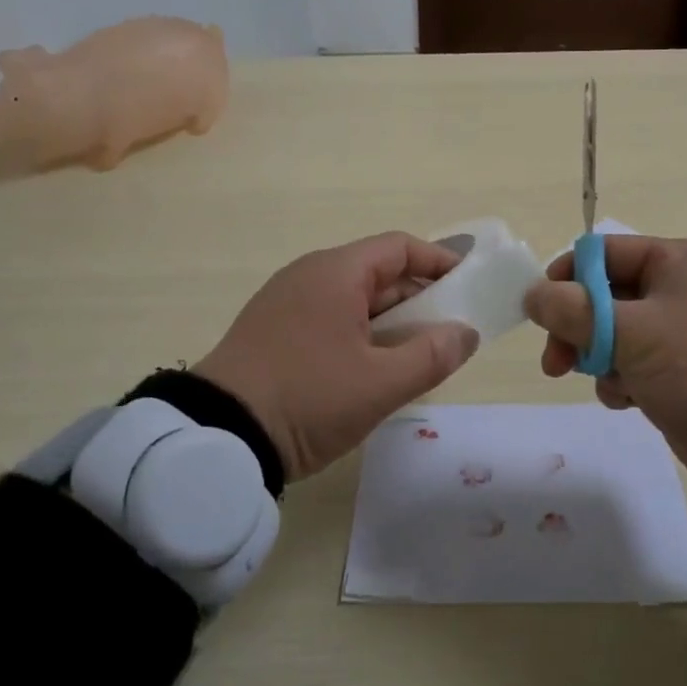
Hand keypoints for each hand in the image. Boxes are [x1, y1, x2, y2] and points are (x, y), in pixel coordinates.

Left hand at [193, 232, 480, 480]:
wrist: (218, 438)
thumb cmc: (308, 399)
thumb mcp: (380, 384)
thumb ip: (432, 355)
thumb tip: (465, 333)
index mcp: (336, 272)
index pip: (399, 247)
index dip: (439, 262)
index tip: (468, 287)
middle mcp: (309, 275)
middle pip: (377, 272)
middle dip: (418, 299)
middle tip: (447, 333)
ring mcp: (285, 302)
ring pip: (353, 298)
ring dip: (389, 321)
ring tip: (415, 356)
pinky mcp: (271, 330)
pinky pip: (329, 317)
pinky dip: (359, 333)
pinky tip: (370, 369)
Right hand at [525, 235, 686, 477]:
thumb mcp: (628, 332)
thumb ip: (572, 310)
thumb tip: (532, 294)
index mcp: (677, 261)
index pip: (603, 253)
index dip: (566, 278)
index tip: (542, 312)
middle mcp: (682, 287)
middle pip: (605, 295)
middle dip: (577, 330)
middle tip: (555, 363)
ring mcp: (685, 329)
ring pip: (616, 332)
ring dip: (600, 359)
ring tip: (611, 386)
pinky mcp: (685, 366)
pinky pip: (636, 361)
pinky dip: (624, 379)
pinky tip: (629, 400)